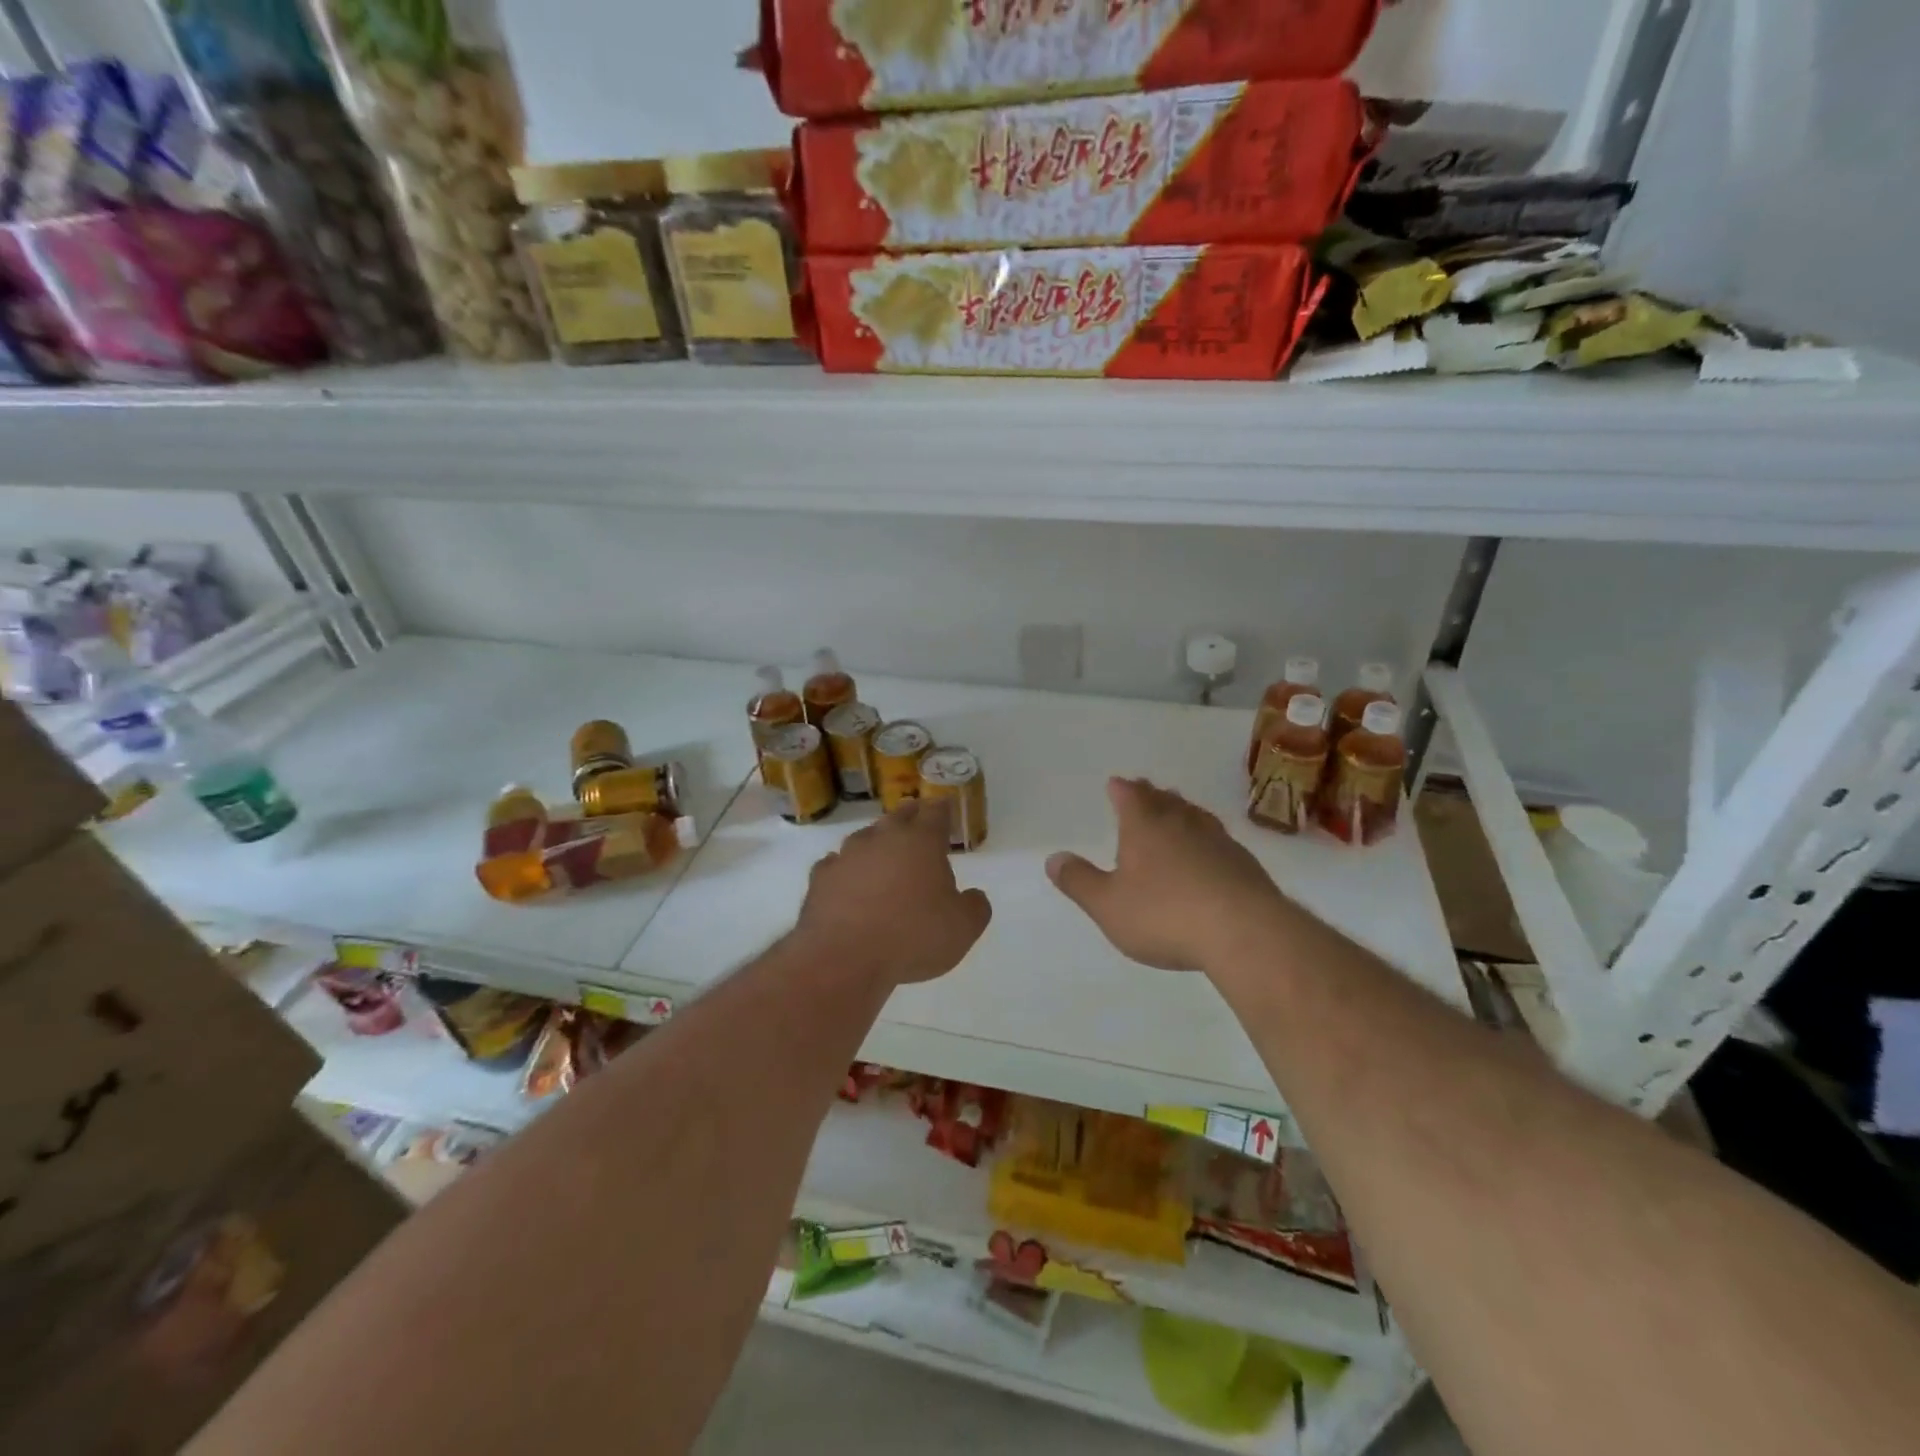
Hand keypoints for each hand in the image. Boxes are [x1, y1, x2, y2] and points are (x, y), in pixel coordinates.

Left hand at [795, 799, 992, 986]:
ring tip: (884, 855)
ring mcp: (847, 855)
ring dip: (877, 842)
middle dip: (911, 817)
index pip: (936, 812)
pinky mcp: (821, 877)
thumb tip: (974, 897)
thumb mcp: (963, 929)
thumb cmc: (912, 937)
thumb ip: (975, 907)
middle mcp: (883, 838)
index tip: (946, 806)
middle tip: (918, 822)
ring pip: (866, 837)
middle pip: (899, 816)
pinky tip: (849, 882)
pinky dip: (847, 869)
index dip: (943, 808)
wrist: (844, 958)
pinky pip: (837, 864)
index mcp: (922, 842)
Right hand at [1047, 777, 1287, 971]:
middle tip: (1145, 790)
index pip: (1130, 796)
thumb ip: (1079, 881)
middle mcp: (1182, 823)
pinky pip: (1219, 840)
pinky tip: (1209, 852)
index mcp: (1145, 826)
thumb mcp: (1108, 905)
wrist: (1245, 932)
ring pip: (1195, 816)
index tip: (1116, 783)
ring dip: (1182, 811)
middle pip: (1165, 800)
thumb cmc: (1165, 915)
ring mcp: (1218, 841)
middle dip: (1151, 794)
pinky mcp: (1244, 864)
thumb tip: (1053, 858)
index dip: (1120, 789)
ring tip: (1177, 811)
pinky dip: (1207, 838)